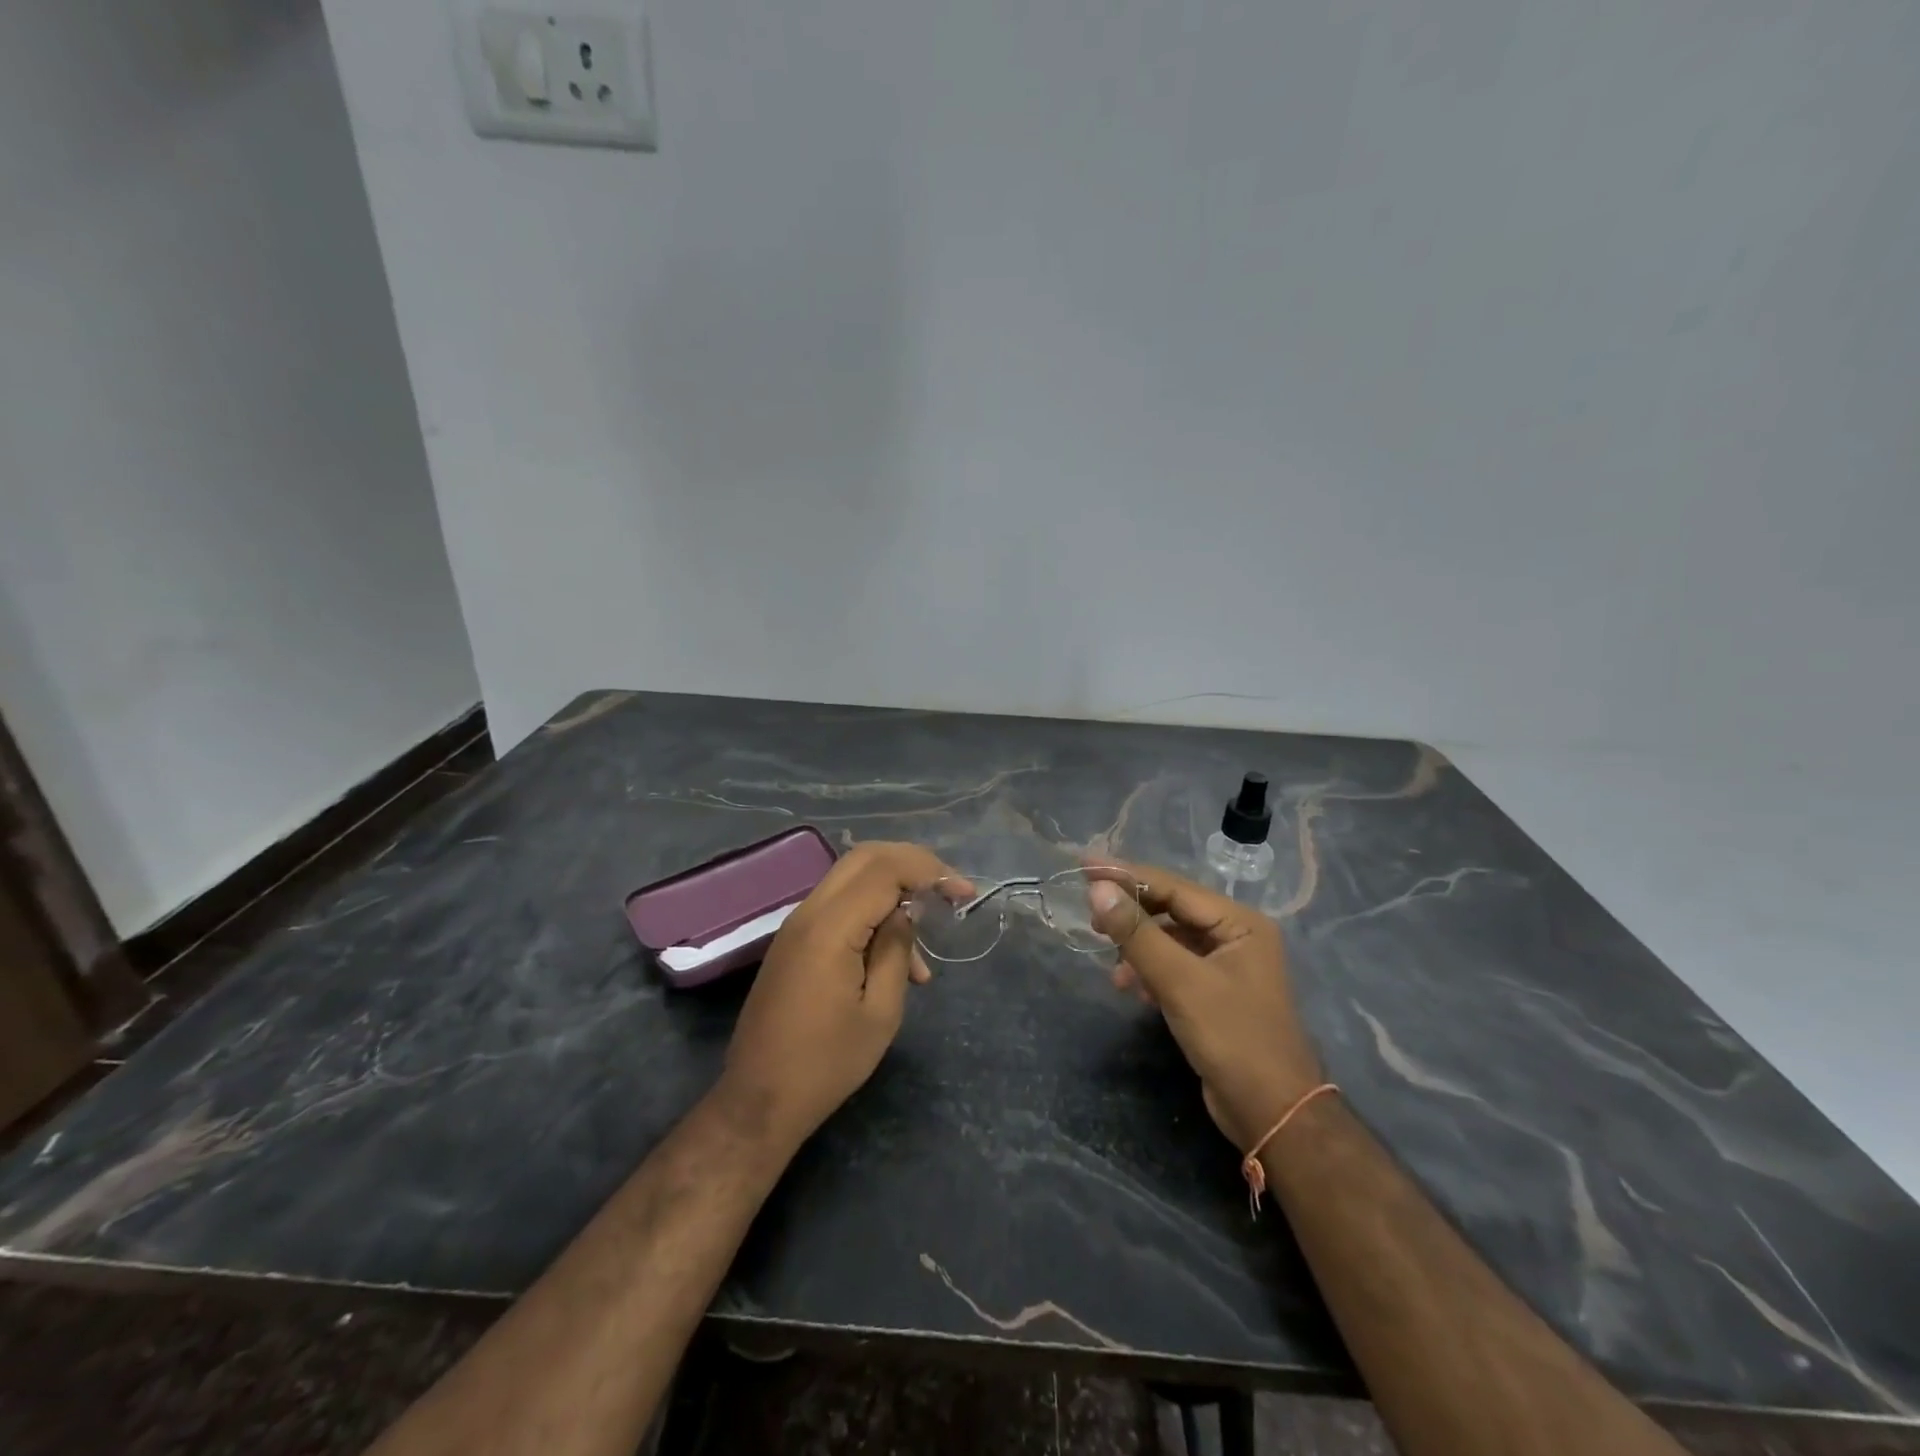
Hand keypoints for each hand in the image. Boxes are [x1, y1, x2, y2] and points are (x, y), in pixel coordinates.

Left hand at [714, 841, 957, 1154]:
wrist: (758, 1100)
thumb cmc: (826, 1064)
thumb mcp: (880, 1012)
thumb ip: (896, 950)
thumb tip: (906, 912)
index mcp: (830, 928)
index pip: (885, 869)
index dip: (930, 871)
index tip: (964, 894)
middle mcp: (808, 913)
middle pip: (865, 858)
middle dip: (913, 865)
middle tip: (948, 891)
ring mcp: (796, 925)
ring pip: (852, 879)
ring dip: (894, 893)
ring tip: (923, 954)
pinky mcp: (793, 941)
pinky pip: (839, 907)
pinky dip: (872, 914)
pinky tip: (896, 961)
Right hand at [1087, 864, 1323, 1153]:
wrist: (1273, 1114)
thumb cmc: (1233, 1038)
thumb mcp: (1179, 982)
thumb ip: (1137, 933)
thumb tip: (1097, 890)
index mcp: (1240, 922)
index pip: (1173, 887)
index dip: (1127, 875)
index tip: (1085, 865)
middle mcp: (1236, 936)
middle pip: (1171, 910)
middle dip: (1131, 912)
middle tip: (1089, 913)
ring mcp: (1227, 966)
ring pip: (1170, 939)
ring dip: (1138, 946)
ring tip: (1109, 961)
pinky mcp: (1216, 994)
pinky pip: (1174, 966)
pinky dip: (1150, 970)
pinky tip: (1130, 986)